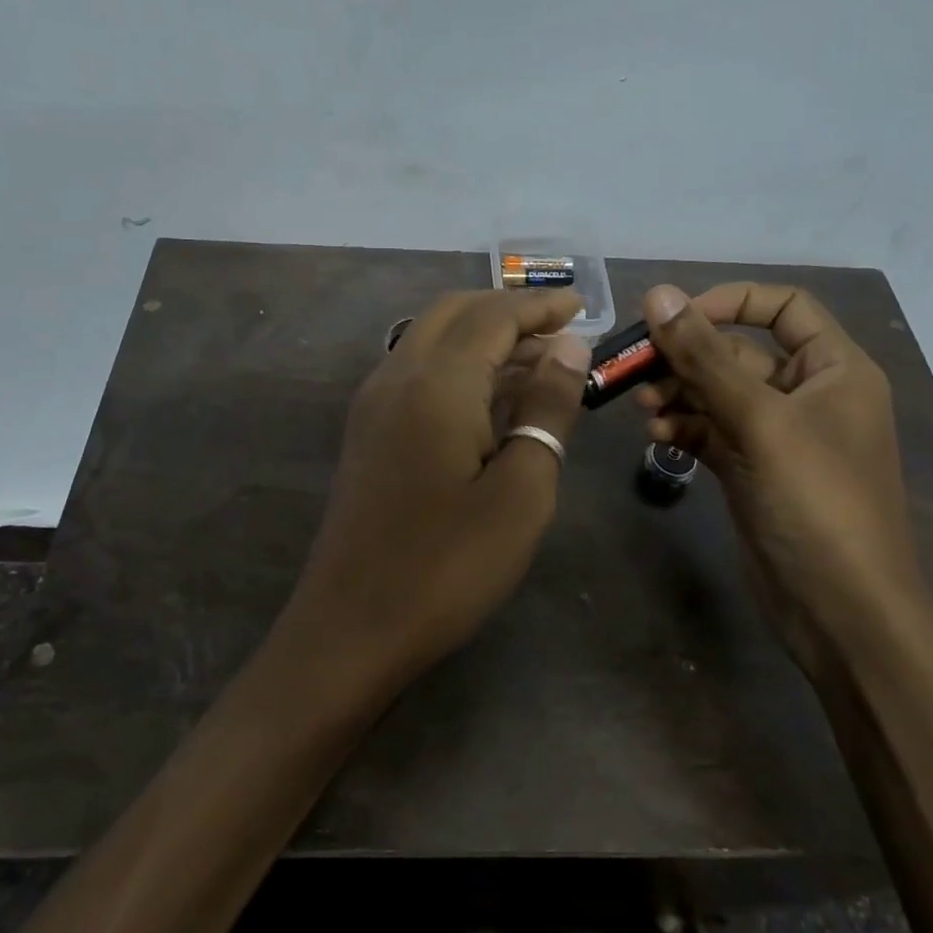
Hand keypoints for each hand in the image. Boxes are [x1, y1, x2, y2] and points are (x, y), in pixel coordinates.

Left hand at [277, 289, 591, 696]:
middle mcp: (397, 376)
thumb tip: (568, 345)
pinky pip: (417, 372)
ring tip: (538, 362)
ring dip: (482, 337)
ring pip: (431, 340)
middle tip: (560, 329)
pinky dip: (458, 365)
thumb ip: (546, 408)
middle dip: (508, 311)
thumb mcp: (520, 491)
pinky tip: (490, 399)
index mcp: (437, 383)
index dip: (539, 305)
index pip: (493, 316)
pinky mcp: (368, 432)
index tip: (582, 306)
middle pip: (454, 313)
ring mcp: (374, 404)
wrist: (351, 627)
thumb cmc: (448, 566)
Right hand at [634, 283, 929, 658]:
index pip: (783, 307)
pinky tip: (657, 437)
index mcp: (834, 369)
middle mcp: (807, 394)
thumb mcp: (760, 421)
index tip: (676, 318)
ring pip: (717, 394)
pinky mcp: (752, 469)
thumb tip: (659, 293)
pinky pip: (711, 431)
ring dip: (678, 394)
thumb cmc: (817, 503)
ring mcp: (777, 435)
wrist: (841, 611)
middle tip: (635, 368)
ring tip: (643, 408)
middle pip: (737, 353)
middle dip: (687, 359)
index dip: (729, 302)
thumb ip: (705, 357)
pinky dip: (683, 428)